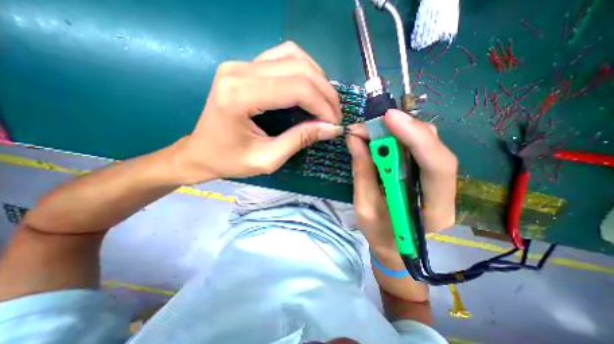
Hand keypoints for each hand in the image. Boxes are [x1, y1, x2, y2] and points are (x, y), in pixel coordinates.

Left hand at [175, 41, 342, 183]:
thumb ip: (300, 140)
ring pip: (294, 56)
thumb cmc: (229, 161)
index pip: (296, 88)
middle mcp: (239, 70)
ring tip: (326, 103)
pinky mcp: (245, 67)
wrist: (200, 152)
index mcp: (239, 95)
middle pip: (298, 69)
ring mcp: (241, 64)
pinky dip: (304, 71)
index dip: (322, 105)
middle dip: (325, 93)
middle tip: (334, 115)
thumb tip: (331, 128)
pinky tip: (310, 89)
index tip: (334, 124)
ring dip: (317, 79)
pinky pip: (283, 57)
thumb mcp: (268, 159)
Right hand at [344, 110, 454, 249]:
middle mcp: (445, 192)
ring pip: (427, 145)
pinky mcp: (426, 176)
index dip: (415, 137)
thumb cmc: (380, 235)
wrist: (395, 250)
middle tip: (371, 125)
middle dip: (403, 129)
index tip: (388, 118)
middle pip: (434, 148)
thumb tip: (354, 140)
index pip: (436, 166)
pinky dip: (398, 139)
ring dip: (399, 132)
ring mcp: (437, 182)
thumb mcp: (364, 207)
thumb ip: (362, 173)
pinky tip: (381, 139)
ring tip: (371, 131)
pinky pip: (417, 150)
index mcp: (434, 210)